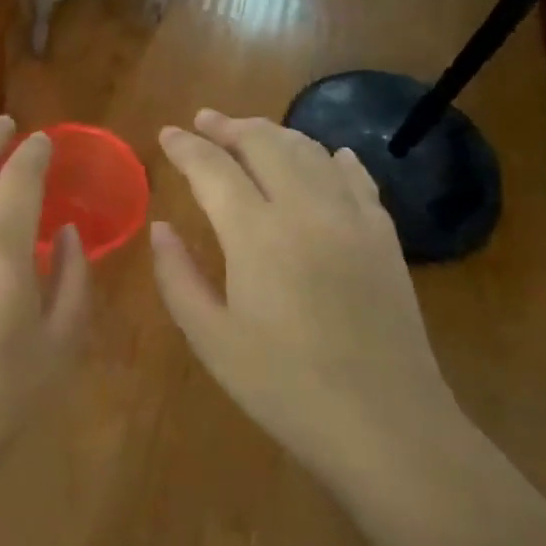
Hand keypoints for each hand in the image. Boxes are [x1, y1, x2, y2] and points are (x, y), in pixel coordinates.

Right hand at [151, 110, 451, 462]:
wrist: (385, 425)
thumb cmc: (284, 387)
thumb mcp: (211, 338)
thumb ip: (177, 276)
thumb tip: (161, 228)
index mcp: (255, 234)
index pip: (212, 168)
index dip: (185, 146)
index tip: (167, 133)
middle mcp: (304, 210)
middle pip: (264, 144)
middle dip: (229, 126)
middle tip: (205, 121)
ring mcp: (352, 219)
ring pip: (310, 151)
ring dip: (274, 134)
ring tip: (250, 132)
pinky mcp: (384, 237)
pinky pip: (357, 177)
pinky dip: (333, 157)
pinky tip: (327, 155)